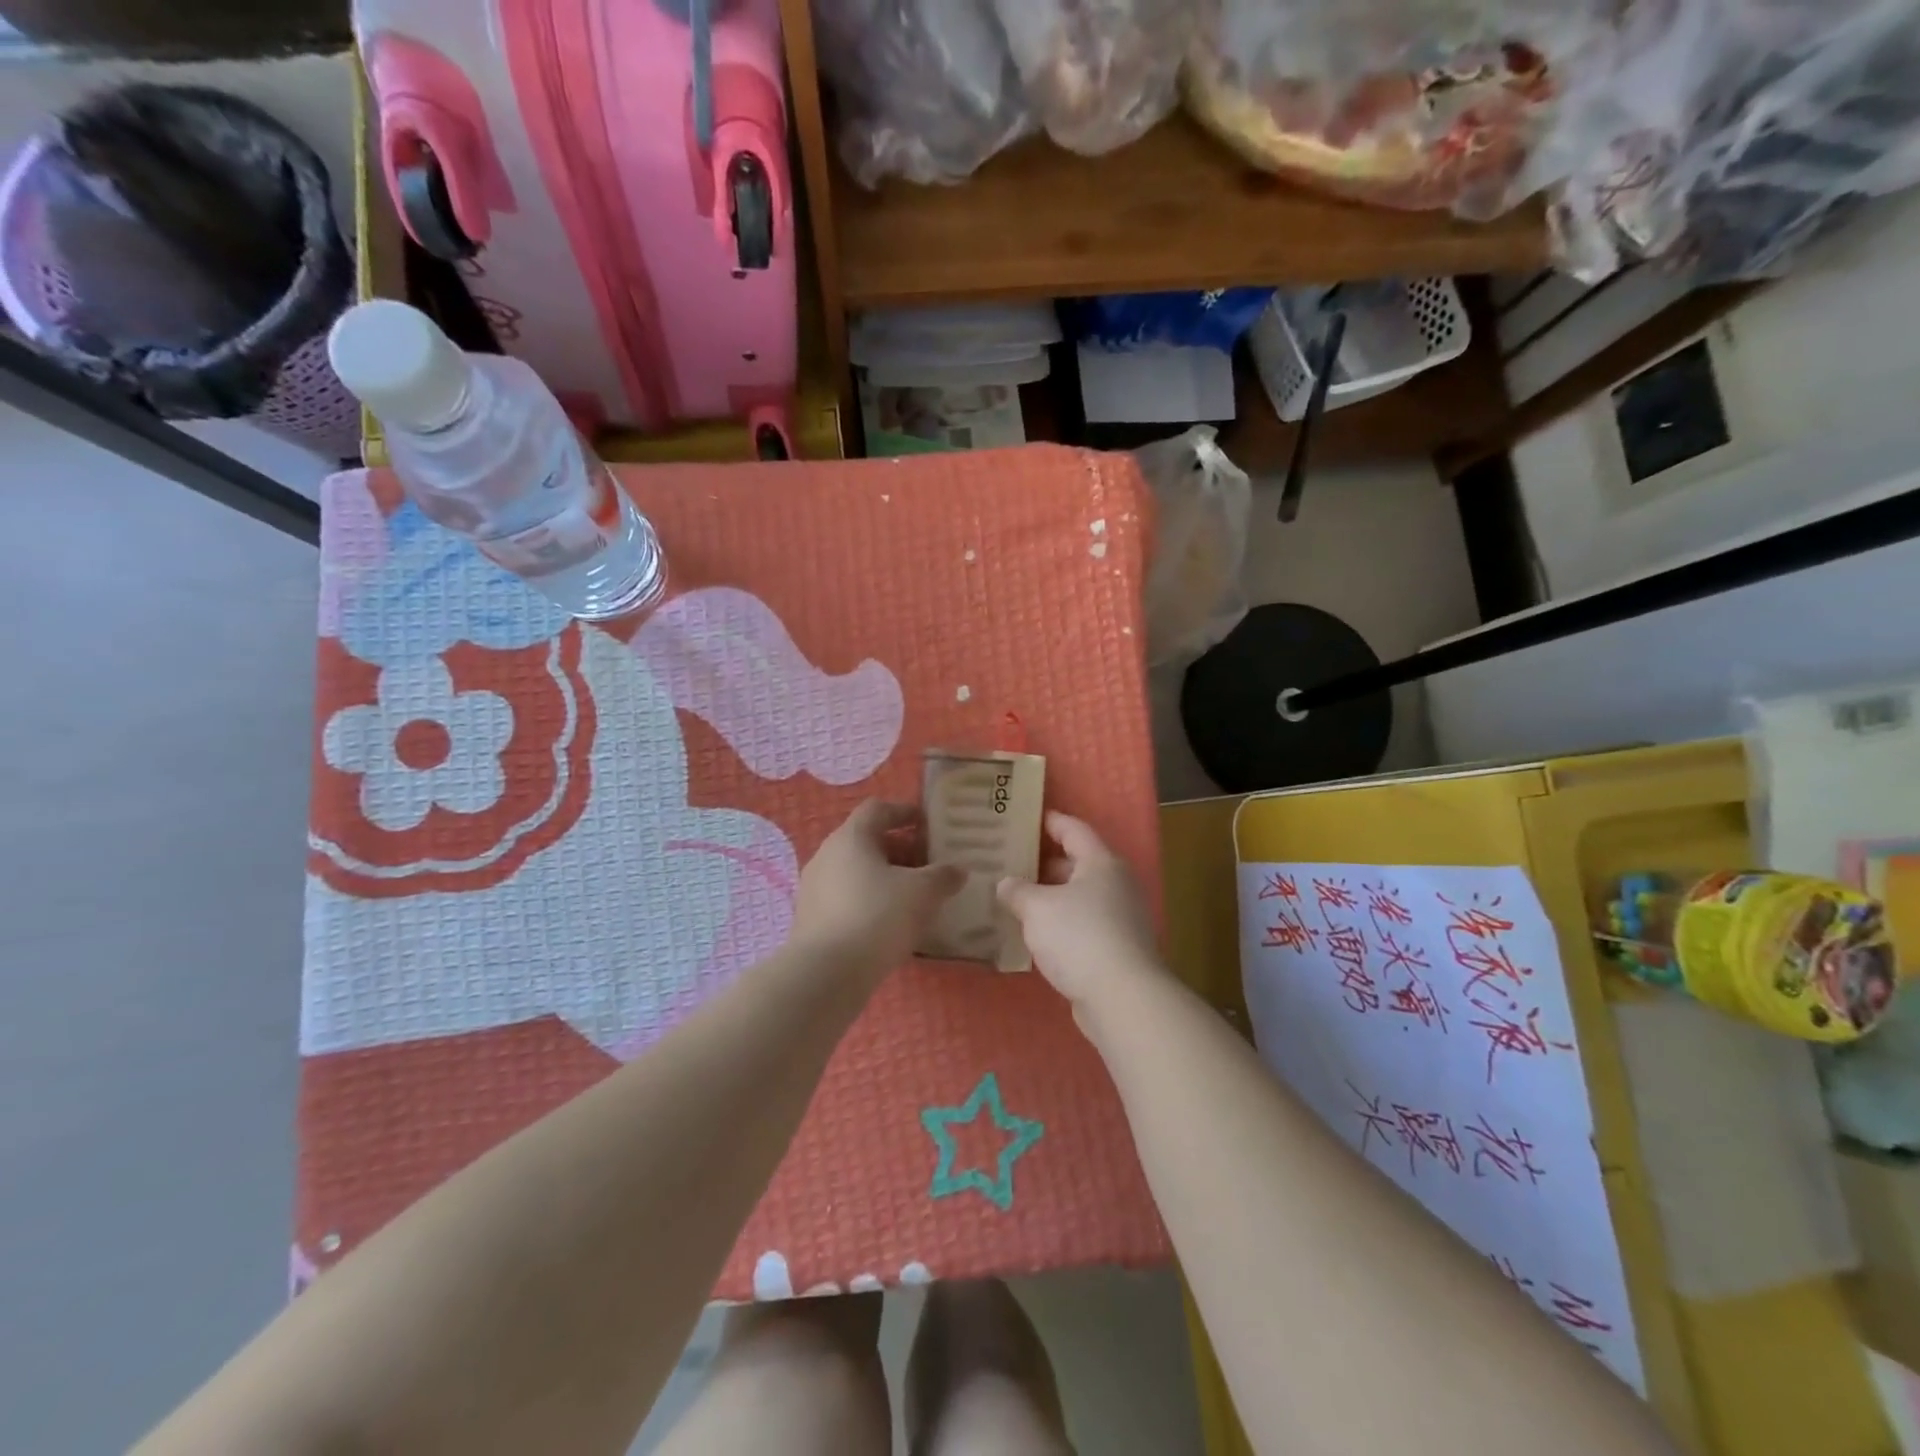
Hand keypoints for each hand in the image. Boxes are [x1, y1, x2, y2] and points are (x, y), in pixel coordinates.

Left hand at [791, 801, 964, 981]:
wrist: (827, 973)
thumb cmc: (877, 916)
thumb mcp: (922, 893)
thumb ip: (943, 876)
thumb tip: (957, 870)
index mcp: (851, 837)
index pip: (878, 809)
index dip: (905, 812)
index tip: (929, 824)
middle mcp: (827, 855)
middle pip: (867, 842)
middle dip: (901, 850)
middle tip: (929, 867)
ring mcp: (814, 888)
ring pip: (856, 872)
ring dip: (885, 879)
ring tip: (915, 898)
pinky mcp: (811, 919)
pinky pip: (847, 899)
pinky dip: (870, 902)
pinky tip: (891, 925)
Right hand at [996, 812, 1164, 1012]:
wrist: (1123, 997)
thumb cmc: (1079, 937)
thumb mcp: (1037, 909)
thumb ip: (1017, 892)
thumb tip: (1005, 884)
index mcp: (1101, 863)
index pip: (1074, 830)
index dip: (1051, 821)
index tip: (1028, 817)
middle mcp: (1116, 884)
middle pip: (1077, 864)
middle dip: (1044, 863)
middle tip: (1011, 862)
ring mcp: (1121, 917)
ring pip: (1079, 897)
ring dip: (1051, 897)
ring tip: (1017, 898)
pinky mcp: (1118, 948)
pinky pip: (1083, 924)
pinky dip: (1061, 923)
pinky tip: (1036, 934)